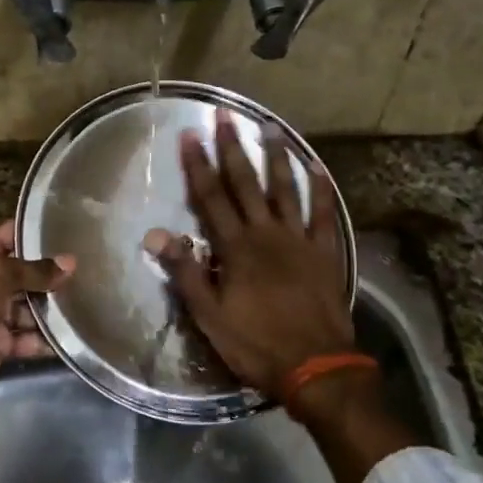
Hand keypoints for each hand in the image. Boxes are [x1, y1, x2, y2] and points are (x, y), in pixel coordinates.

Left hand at [0, 220, 74, 401]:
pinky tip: (74, 333)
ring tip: (89, 300)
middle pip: (24, 274)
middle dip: (52, 273)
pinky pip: (28, 339)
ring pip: (30, 308)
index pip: (9, 236)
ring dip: (53, 307)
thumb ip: (34, 270)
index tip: (70, 229)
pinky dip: (46, 339)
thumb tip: (71, 262)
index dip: (36, 232)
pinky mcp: (0, 345)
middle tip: (92, 268)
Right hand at [146, 109, 353, 400]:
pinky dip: (320, 189)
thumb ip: (185, 272)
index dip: (198, 165)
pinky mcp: (325, 252)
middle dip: (232, 147)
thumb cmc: (256, 343)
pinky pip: (324, 214)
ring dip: (275, 157)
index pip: (211, 197)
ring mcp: (299, 240)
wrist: (315, 366)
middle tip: (225, 115)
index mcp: (236, 247)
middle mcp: (266, 233)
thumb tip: (156, 235)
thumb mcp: (209, 315)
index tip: (189, 135)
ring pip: (285, 189)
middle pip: (246, 183)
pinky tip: (316, 167)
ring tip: (269, 127)